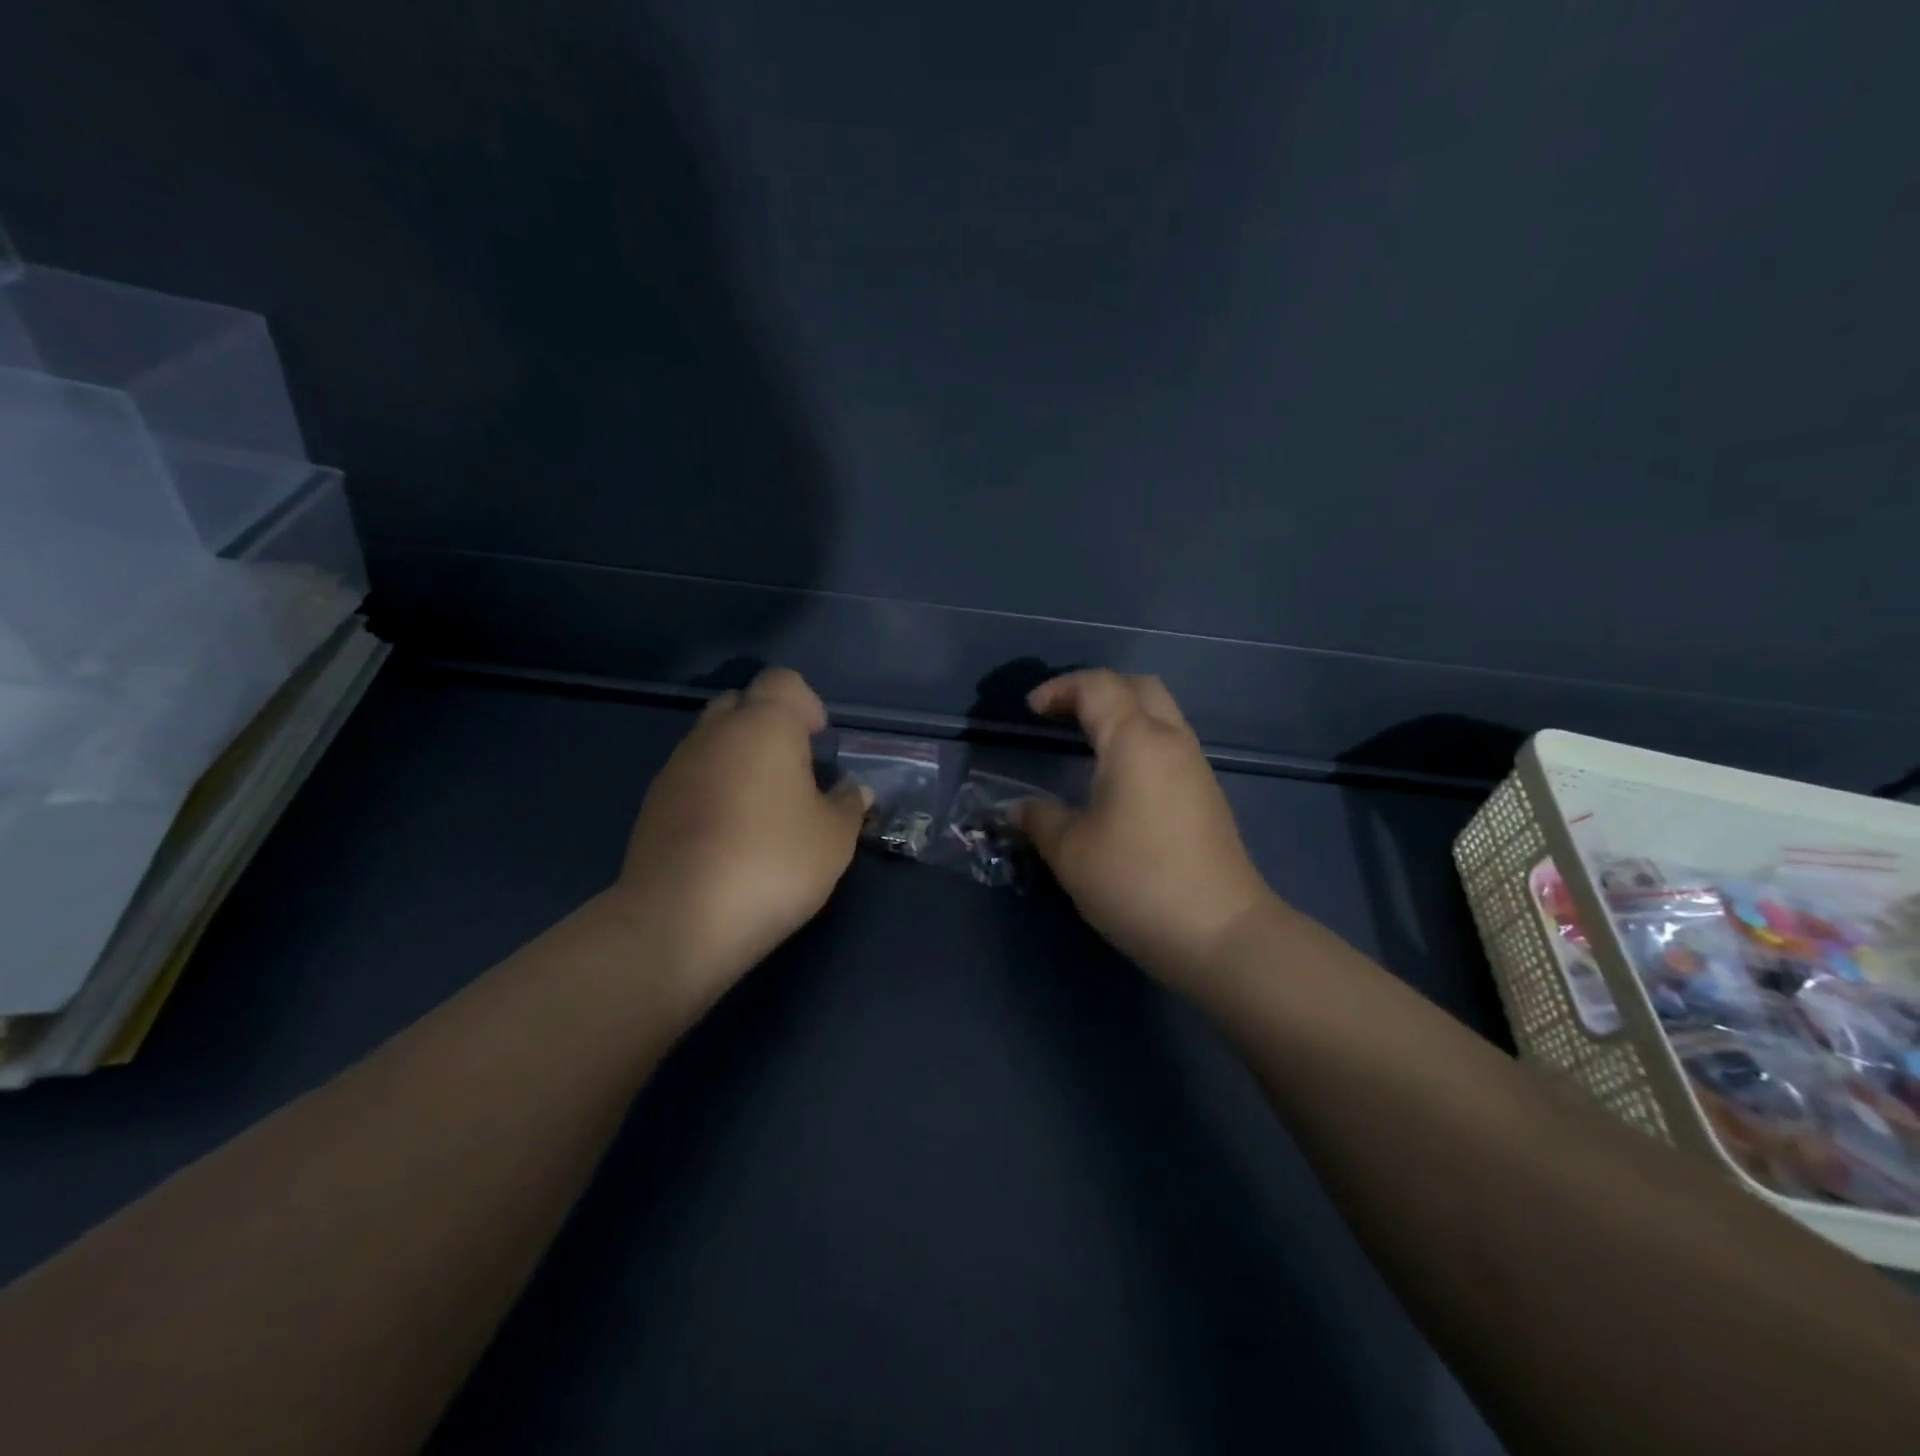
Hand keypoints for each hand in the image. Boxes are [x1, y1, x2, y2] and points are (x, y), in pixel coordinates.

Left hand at [615, 667, 868, 1014]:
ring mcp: (676, 767)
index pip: (782, 681)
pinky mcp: (652, 804)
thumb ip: (848, 805)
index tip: (818, 745)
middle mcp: (714, 733)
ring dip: (738, 761)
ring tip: (762, 811)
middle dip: (768, 727)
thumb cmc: (773, 863)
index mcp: (763, 726)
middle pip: (742, 704)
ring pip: (712, 742)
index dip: (805, 704)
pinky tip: (728, 836)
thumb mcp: (834, 838)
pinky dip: (712, 791)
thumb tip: (853, 790)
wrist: (680, 920)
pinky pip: (691, 778)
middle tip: (794, 774)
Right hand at [1016, 670, 1274, 990]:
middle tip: (1062, 714)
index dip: (1060, 688)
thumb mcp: (1071, 852)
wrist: (1220, 933)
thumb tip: (1016, 808)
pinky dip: (1139, 741)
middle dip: (1096, 690)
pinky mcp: (1207, 796)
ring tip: (1085, 742)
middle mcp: (1171, 741)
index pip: (1098, 687)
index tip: (1031, 710)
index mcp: (1135, 740)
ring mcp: (1196, 768)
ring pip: (1161, 714)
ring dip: (1122, 715)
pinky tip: (1118, 778)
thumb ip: (1039, 820)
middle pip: (1139, 687)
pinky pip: (1169, 745)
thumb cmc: (1137, 881)